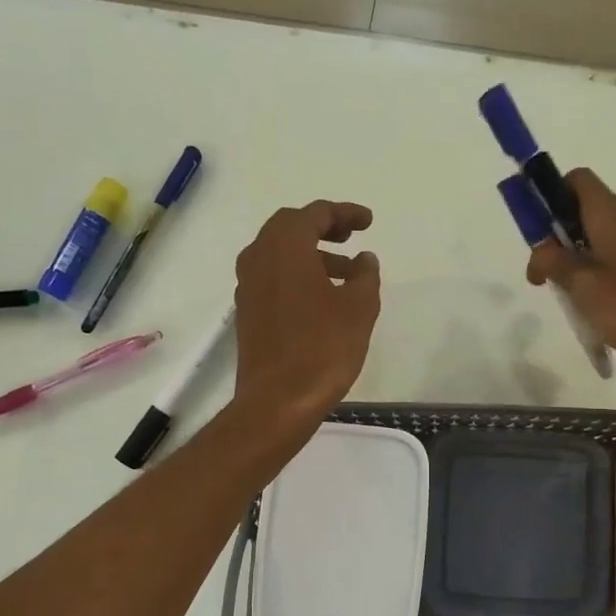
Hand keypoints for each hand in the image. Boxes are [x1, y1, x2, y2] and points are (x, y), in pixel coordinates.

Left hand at [233, 200, 380, 424]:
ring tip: (347, 273)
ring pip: (280, 254)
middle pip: (291, 227)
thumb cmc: (322, 349)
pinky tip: (322, 297)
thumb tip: (364, 259)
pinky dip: (297, 274)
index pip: (315, 213)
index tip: (368, 222)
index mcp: (285, 247)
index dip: (345, 213)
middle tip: (351, 237)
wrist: (277, 401)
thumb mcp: (359, 308)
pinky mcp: (247, 311)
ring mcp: (248, 286)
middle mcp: (259, 258)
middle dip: (323, 227)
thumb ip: (365, 275)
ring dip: (312, 254)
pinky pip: (273, 277)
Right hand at [525, 169, 615, 375]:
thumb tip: (540, 250)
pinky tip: (600, 307)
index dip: (549, 195)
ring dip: (577, 260)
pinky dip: (600, 273)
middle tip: (545, 278)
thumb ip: (556, 265)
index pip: (576, 180)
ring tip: (572, 299)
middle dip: (557, 237)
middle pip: (584, 210)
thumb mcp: (586, 289)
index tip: (534, 232)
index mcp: (611, 215)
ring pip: (600, 238)